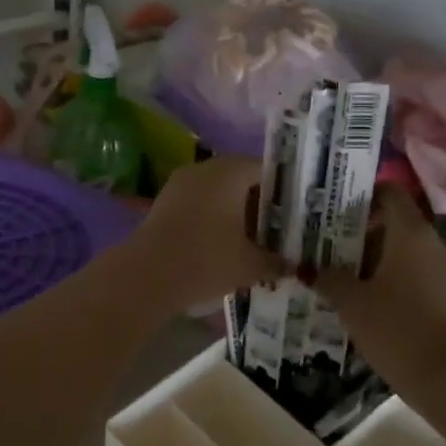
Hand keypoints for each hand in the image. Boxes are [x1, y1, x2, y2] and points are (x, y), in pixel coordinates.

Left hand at [127, 158, 284, 312]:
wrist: (147, 276)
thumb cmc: (207, 260)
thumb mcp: (250, 265)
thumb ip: (276, 262)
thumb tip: (294, 265)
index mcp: (231, 171)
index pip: (267, 170)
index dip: (286, 191)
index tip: (299, 213)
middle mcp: (205, 168)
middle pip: (242, 179)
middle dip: (261, 204)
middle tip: (281, 228)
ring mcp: (180, 184)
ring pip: (219, 192)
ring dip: (236, 212)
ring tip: (254, 239)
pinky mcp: (164, 203)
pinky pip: (199, 203)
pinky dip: (214, 219)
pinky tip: (224, 244)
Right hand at [314, 186, 445, 388]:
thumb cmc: (396, 329)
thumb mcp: (352, 303)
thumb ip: (328, 278)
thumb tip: (308, 267)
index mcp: (412, 233)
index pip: (391, 193)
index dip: (366, 196)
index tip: (340, 211)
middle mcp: (439, 243)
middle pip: (401, 225)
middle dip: (370, 235)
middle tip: (338, 251)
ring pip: (415, 253)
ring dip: (388, 261)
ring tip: (358, 281)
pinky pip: (428, 277)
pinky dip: (407, 282)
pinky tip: (384, 305)